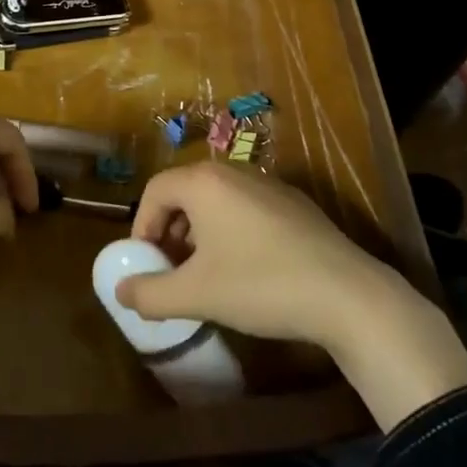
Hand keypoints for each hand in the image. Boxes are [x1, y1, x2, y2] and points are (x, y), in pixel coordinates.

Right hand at [116, 162, 466, 428]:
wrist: (345, 294)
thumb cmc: (260, 285)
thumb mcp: (197, 295)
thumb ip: (151, 294)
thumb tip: (120, 292)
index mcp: (204, 182)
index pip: (155, 190)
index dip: (142, 227)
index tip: (146, 265)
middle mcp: (232, 171)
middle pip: (185, 191)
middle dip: (169, 230)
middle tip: (170, 269)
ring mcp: (267, 182)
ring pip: (216, 200)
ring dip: (199, 231)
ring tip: (204, 273)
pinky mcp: (293, 201)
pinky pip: (245, 206)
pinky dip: (230, 230)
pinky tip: (245, 269)